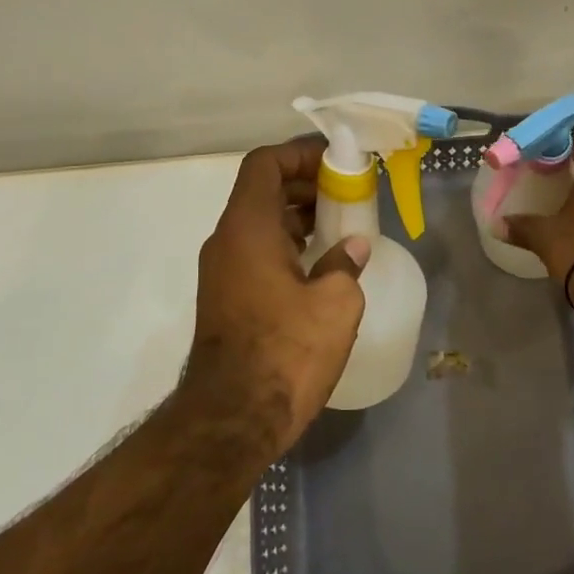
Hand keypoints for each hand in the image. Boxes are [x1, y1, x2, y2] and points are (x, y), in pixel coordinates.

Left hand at [183, 137, 369, 454]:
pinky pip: (257, 252)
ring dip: (297, 217)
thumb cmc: (286, 351)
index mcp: (247, 227)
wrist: (232, 419)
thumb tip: (351, 248)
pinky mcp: (226, 298)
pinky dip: (287, 245)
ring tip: (340, 228)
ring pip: (260, 223)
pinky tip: (320, 265)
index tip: (336, 164)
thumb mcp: (334, 304)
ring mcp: (222, 271)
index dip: (299, 154)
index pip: (265, 164)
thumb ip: (345, 264)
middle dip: (305, 186)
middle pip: (262, 191)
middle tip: (346, 195)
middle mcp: (227, 241)